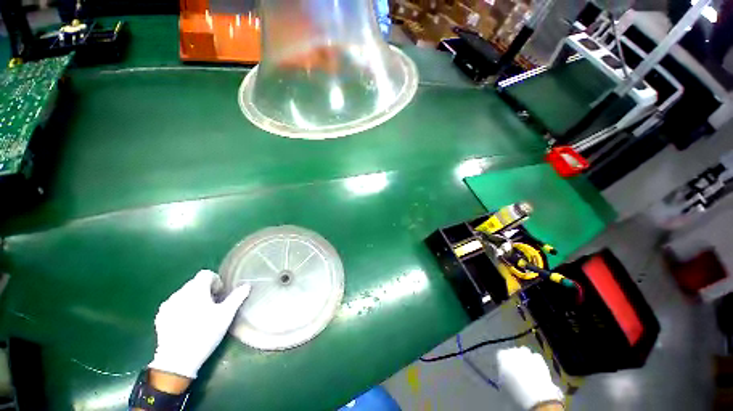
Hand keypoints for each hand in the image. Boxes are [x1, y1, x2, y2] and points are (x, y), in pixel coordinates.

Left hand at [148, 270, 250, 378]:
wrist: (178, 359)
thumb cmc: (205, 333)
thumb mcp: (226, 315)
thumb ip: (237, 297)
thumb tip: (246, 285)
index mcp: (196, 289)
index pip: (206, 274)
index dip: (215, 281)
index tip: (220, 294)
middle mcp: (180, 293)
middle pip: (195, 283)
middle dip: (205, 290)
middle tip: (213, 305)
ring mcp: (167, 305)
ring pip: (184, 294)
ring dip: (193, 299)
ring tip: (200, 315)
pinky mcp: (160, 317)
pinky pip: (174, 305)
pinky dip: (182, 308)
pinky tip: (186, 322)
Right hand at [496, 346, 563, 409]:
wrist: (536, 394)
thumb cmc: (517, 391)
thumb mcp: (505, 383)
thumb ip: (503, 373)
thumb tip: (504, 372)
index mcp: (502, 356)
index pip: (500, 355)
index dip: (503, 362)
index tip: (506, 370)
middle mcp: (513, 351)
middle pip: (512, 352)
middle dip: (514, 359)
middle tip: (517, 370)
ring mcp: (527, 353)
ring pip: (523, 352)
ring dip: (524, 358)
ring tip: (527, 369)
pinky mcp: (539, 358)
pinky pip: (535, 356)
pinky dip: (534, 361)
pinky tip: (536, 370)